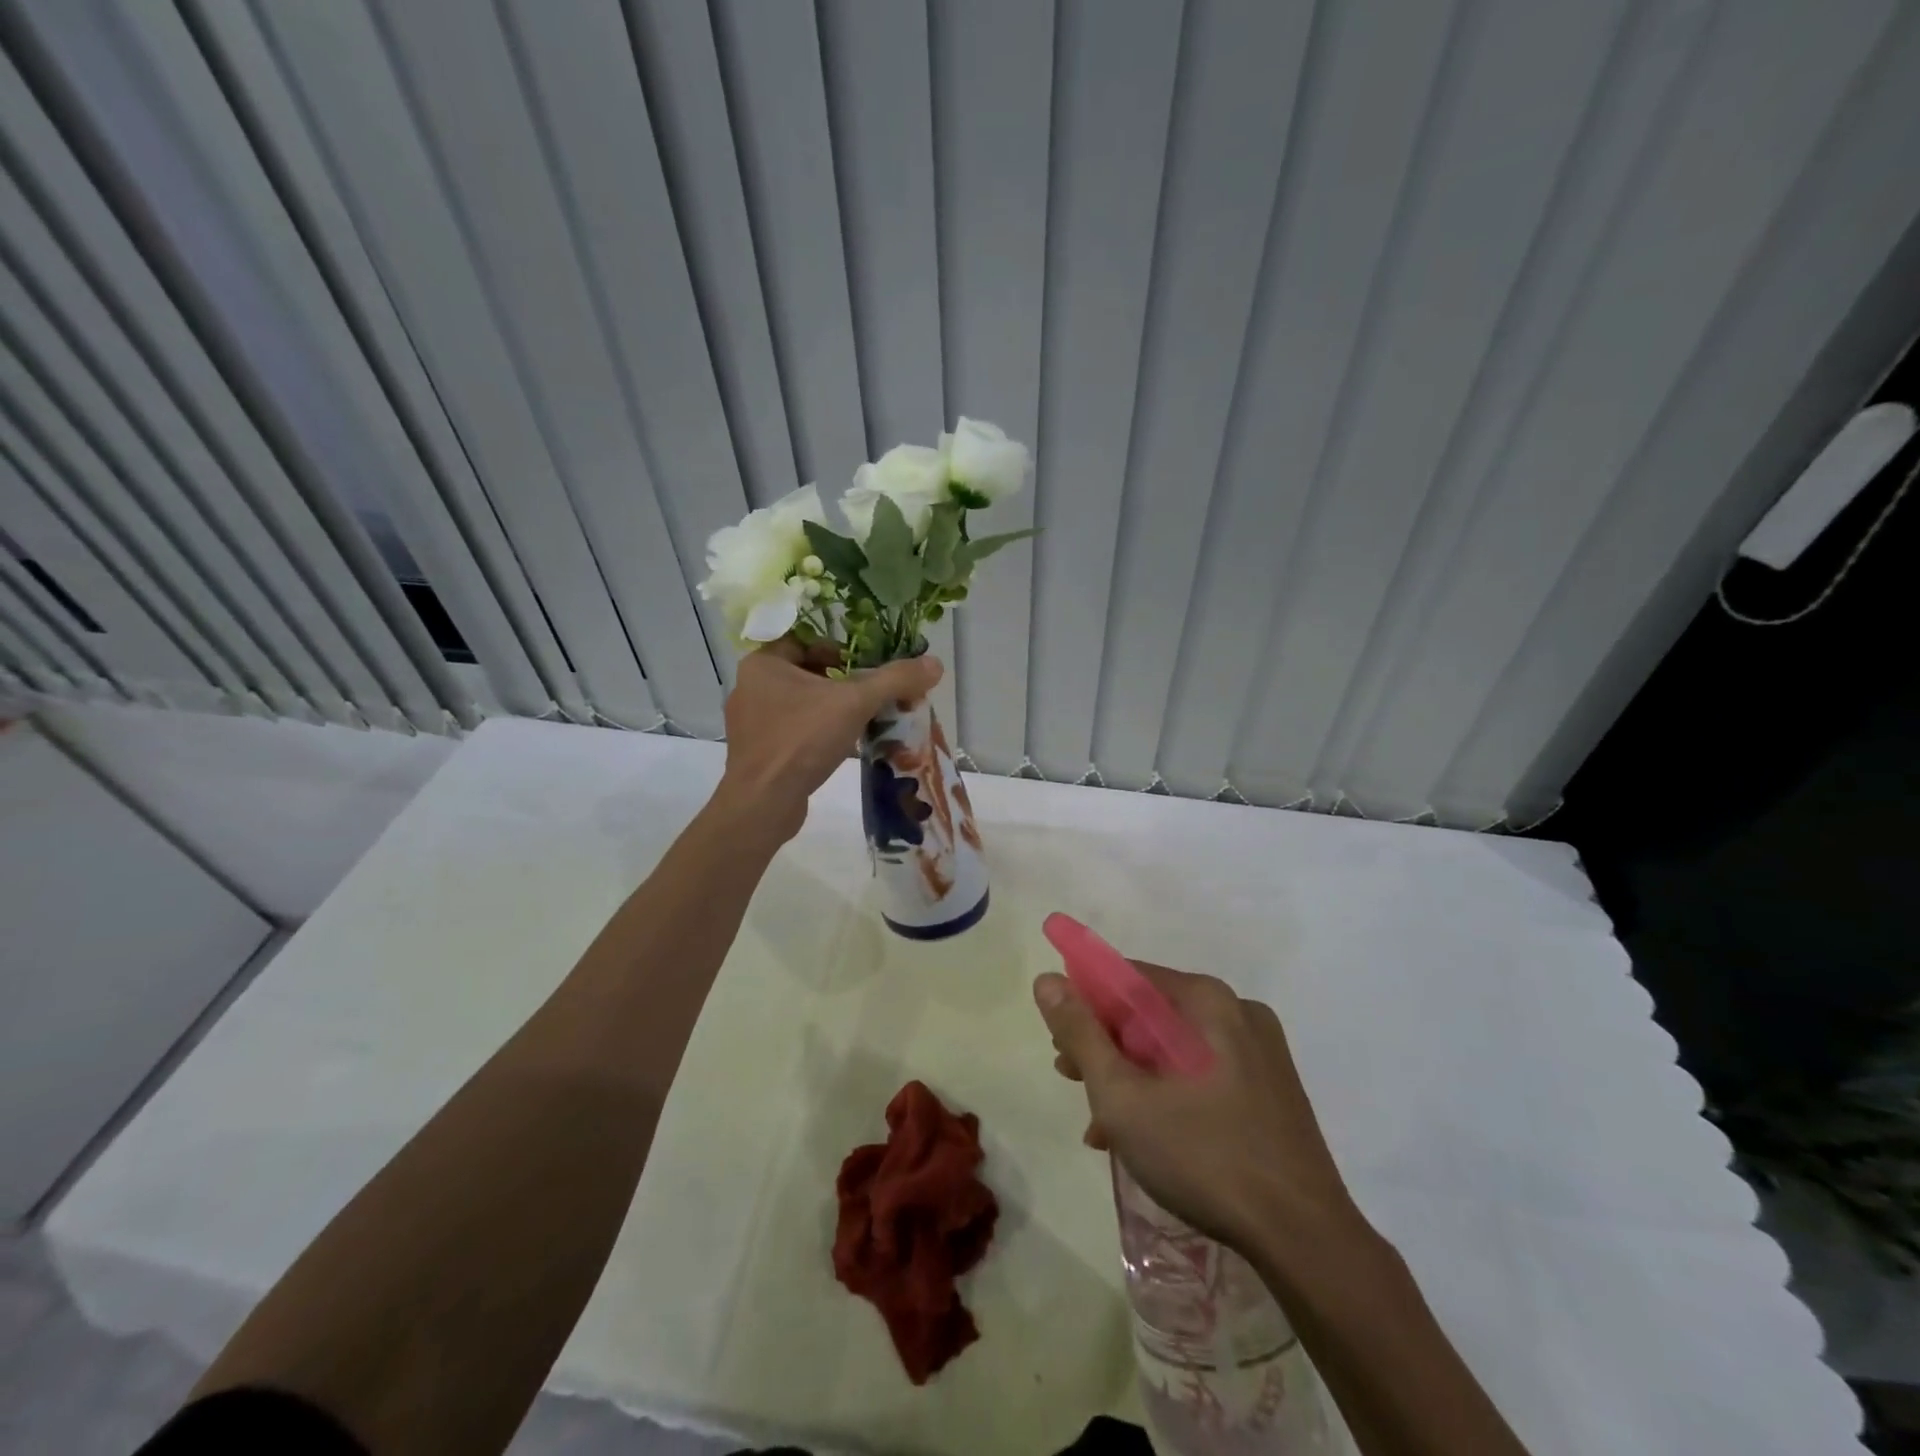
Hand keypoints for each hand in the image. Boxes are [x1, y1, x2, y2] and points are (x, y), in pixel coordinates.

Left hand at [715, 639, 941, 838]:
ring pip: (802, 704)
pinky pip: (795, 731)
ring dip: (834, 709)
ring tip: (866, 719)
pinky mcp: (759, 753)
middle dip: (843, 682)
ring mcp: (751, 724)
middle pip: (807, 672)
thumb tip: (935, 664)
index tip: (866, 665)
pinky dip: (820, 733)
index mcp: (762, 665)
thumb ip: (895, 680)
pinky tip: (845, 746)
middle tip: (873, 693)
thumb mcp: (855, 703)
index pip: (804, 640)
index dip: (839, 648)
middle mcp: (751, 688)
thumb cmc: (802, 740)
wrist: (762, 804)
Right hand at [1034, 963, 1361, 1253]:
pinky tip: (1144, 1137)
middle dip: (1106, 1046)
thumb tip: (1046, 979)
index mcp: (1206, 999)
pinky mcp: (1272, 1087)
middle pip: (1151, 1013)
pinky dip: (1169, 1092)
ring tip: (1101, 1123)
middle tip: (1073, 1080)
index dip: (1085, 1004)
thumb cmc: (1203, 1155)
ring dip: (1132, 1076)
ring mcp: (1260, 1050)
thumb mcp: (1122, 1095)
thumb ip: (1080, 1033)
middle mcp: (1236, 1011)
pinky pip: (1204, 1072)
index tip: (1060, 1043)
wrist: (1305, 1238)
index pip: (1127, 978)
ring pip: (1175, 1047)